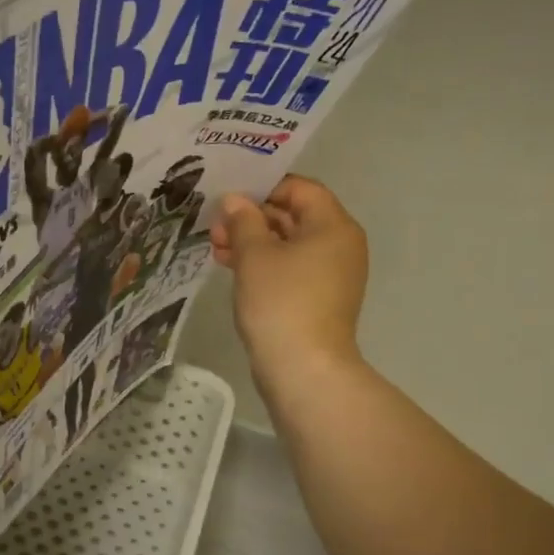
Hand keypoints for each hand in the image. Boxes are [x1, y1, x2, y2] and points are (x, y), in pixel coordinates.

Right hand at [211, 175, 369, 380]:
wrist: (303, 367)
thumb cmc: (281, 301)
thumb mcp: (254, 255)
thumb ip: (243, 221)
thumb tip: (235, 200)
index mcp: (333, 226)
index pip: (301, 189)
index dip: (264, 187)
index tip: (230, 195)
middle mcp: (339, 245)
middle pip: (294, 216)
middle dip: (252, 217)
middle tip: (214, 225)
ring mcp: (330, 274)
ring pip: (288, 244)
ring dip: (252, 241)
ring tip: (215, 247)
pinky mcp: (318, 298)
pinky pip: (290, 268)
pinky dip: (263, 263)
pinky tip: (231, 266)